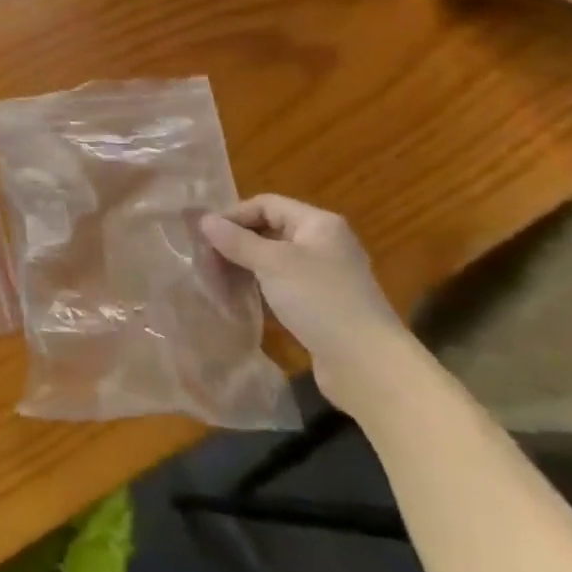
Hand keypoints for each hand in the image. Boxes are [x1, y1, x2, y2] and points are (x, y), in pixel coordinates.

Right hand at [199, 195, 411, 411]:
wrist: (369, 366)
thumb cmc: (320, 300)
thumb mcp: (272, 263)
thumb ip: (235, 240)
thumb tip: (203, 220)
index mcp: (318, 224)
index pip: (266, 204)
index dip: (233, 215)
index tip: (204, 236)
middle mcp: (323, 245)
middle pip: (268, 231)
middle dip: (234, 243)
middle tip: (204, 261)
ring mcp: (323, 277)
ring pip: (272, 261)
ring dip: (243, 268)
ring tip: (216, 282)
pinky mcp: (320, 305)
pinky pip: (281, 286)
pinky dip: (258, 289)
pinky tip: (239, 301)